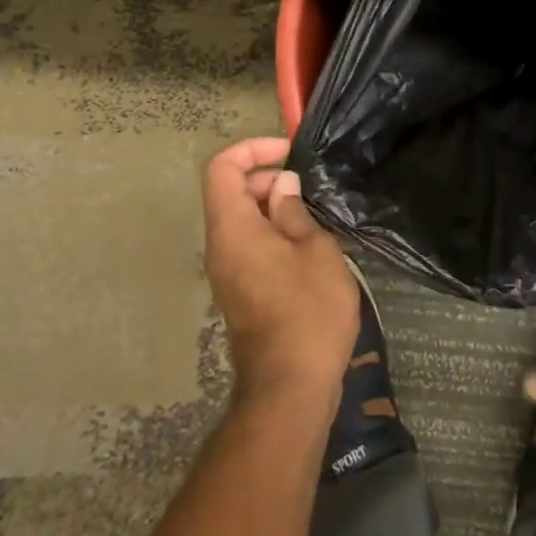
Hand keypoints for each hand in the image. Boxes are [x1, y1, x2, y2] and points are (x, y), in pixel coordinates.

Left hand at [203, 137, 358, 417]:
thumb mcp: (315, 250)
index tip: (289, 152)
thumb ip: (294, 210)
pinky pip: (249, 245)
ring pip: (242, 220)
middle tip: (309, 192)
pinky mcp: (241, 291)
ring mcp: (227, 271)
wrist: (291, 386)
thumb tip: (281, 185)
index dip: (253, 149)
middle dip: (268, 179)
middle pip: (231, 192)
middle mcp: (220, 246)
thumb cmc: (308, 310)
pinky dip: (273, 233)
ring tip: (314, 220)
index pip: (222, 168)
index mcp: (232, 228)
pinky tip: (308, 249)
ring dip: (274, 209)